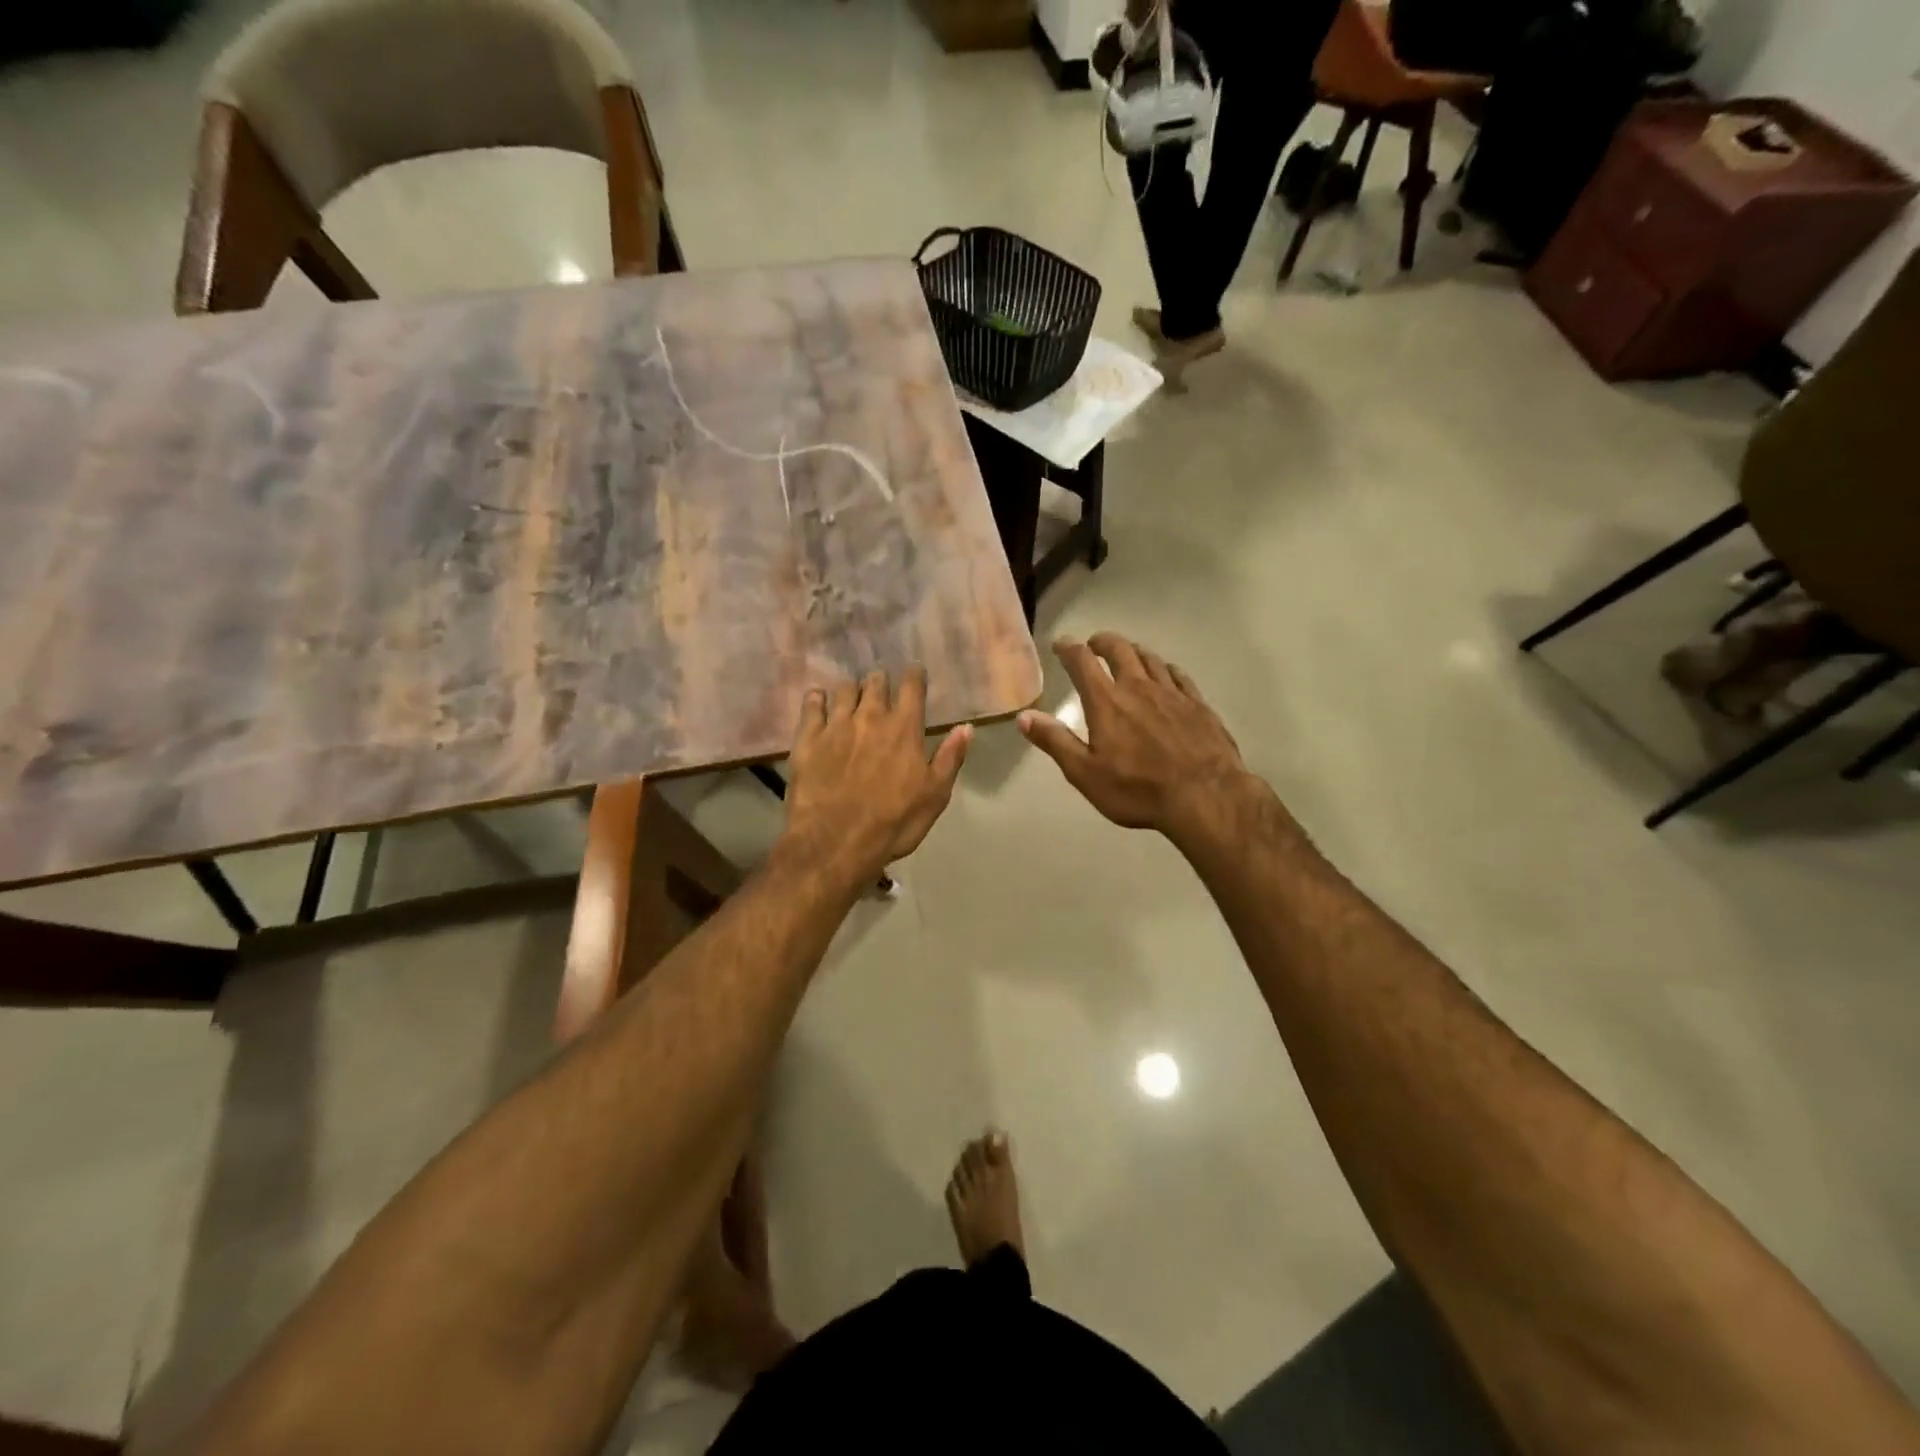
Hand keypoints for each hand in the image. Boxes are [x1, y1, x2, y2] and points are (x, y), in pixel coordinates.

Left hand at [782, 666, 971, 883]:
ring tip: (853, 694)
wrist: (835, 843)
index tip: (915, 671)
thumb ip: (950, 757)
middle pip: (876, 682)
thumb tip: (966, 727)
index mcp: (904, 728)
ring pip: (844, 689)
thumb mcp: (935, 795)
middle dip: (881, 679)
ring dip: (852, 688)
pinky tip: (818, 700)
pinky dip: (817, 698)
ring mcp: (836, 725)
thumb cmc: (894, 822)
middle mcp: (870, 717)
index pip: (912, 687)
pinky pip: (811, 706)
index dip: (914, 675)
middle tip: (882, 684)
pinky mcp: (807, 739)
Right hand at [1018, 633, 1255, 847]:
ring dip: (1134, 651)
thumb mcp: (1085, 773)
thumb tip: (1024, 715)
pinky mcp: (1198, 704)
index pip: (1082, 662)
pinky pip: (1178, 675)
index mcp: (1107, 702)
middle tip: (1094, 644)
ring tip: (1127, 654)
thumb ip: (1055, 741)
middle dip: (1103, 642)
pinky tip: (1165, 674)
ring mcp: (1172, 693)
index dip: (1069, 648)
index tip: (1061, 643)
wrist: (1205, 796)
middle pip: (1120, 650)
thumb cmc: (1138, 789)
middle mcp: (1138, 687)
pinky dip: (1165, 668)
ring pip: (1150, 658)